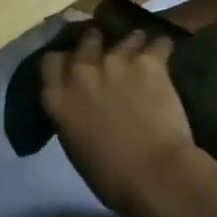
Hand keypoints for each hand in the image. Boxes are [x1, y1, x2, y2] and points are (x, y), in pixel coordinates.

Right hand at [39, 28, 216, 216]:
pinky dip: (162, 47)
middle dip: (97, 44)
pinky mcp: (149, 61)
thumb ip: (73, 115)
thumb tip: (83, 106)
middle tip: (108, 55)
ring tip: (141, 51)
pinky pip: (158, 43)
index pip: (51, 61)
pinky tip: (165, 51)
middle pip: (87, 41)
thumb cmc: (112, 178)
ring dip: (132, 44)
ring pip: (124, 38)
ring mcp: (116, 61)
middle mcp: (82, 72)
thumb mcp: (76, 145)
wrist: (155, 175)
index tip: (73, 64)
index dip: (64, 60)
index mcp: (58, 98)